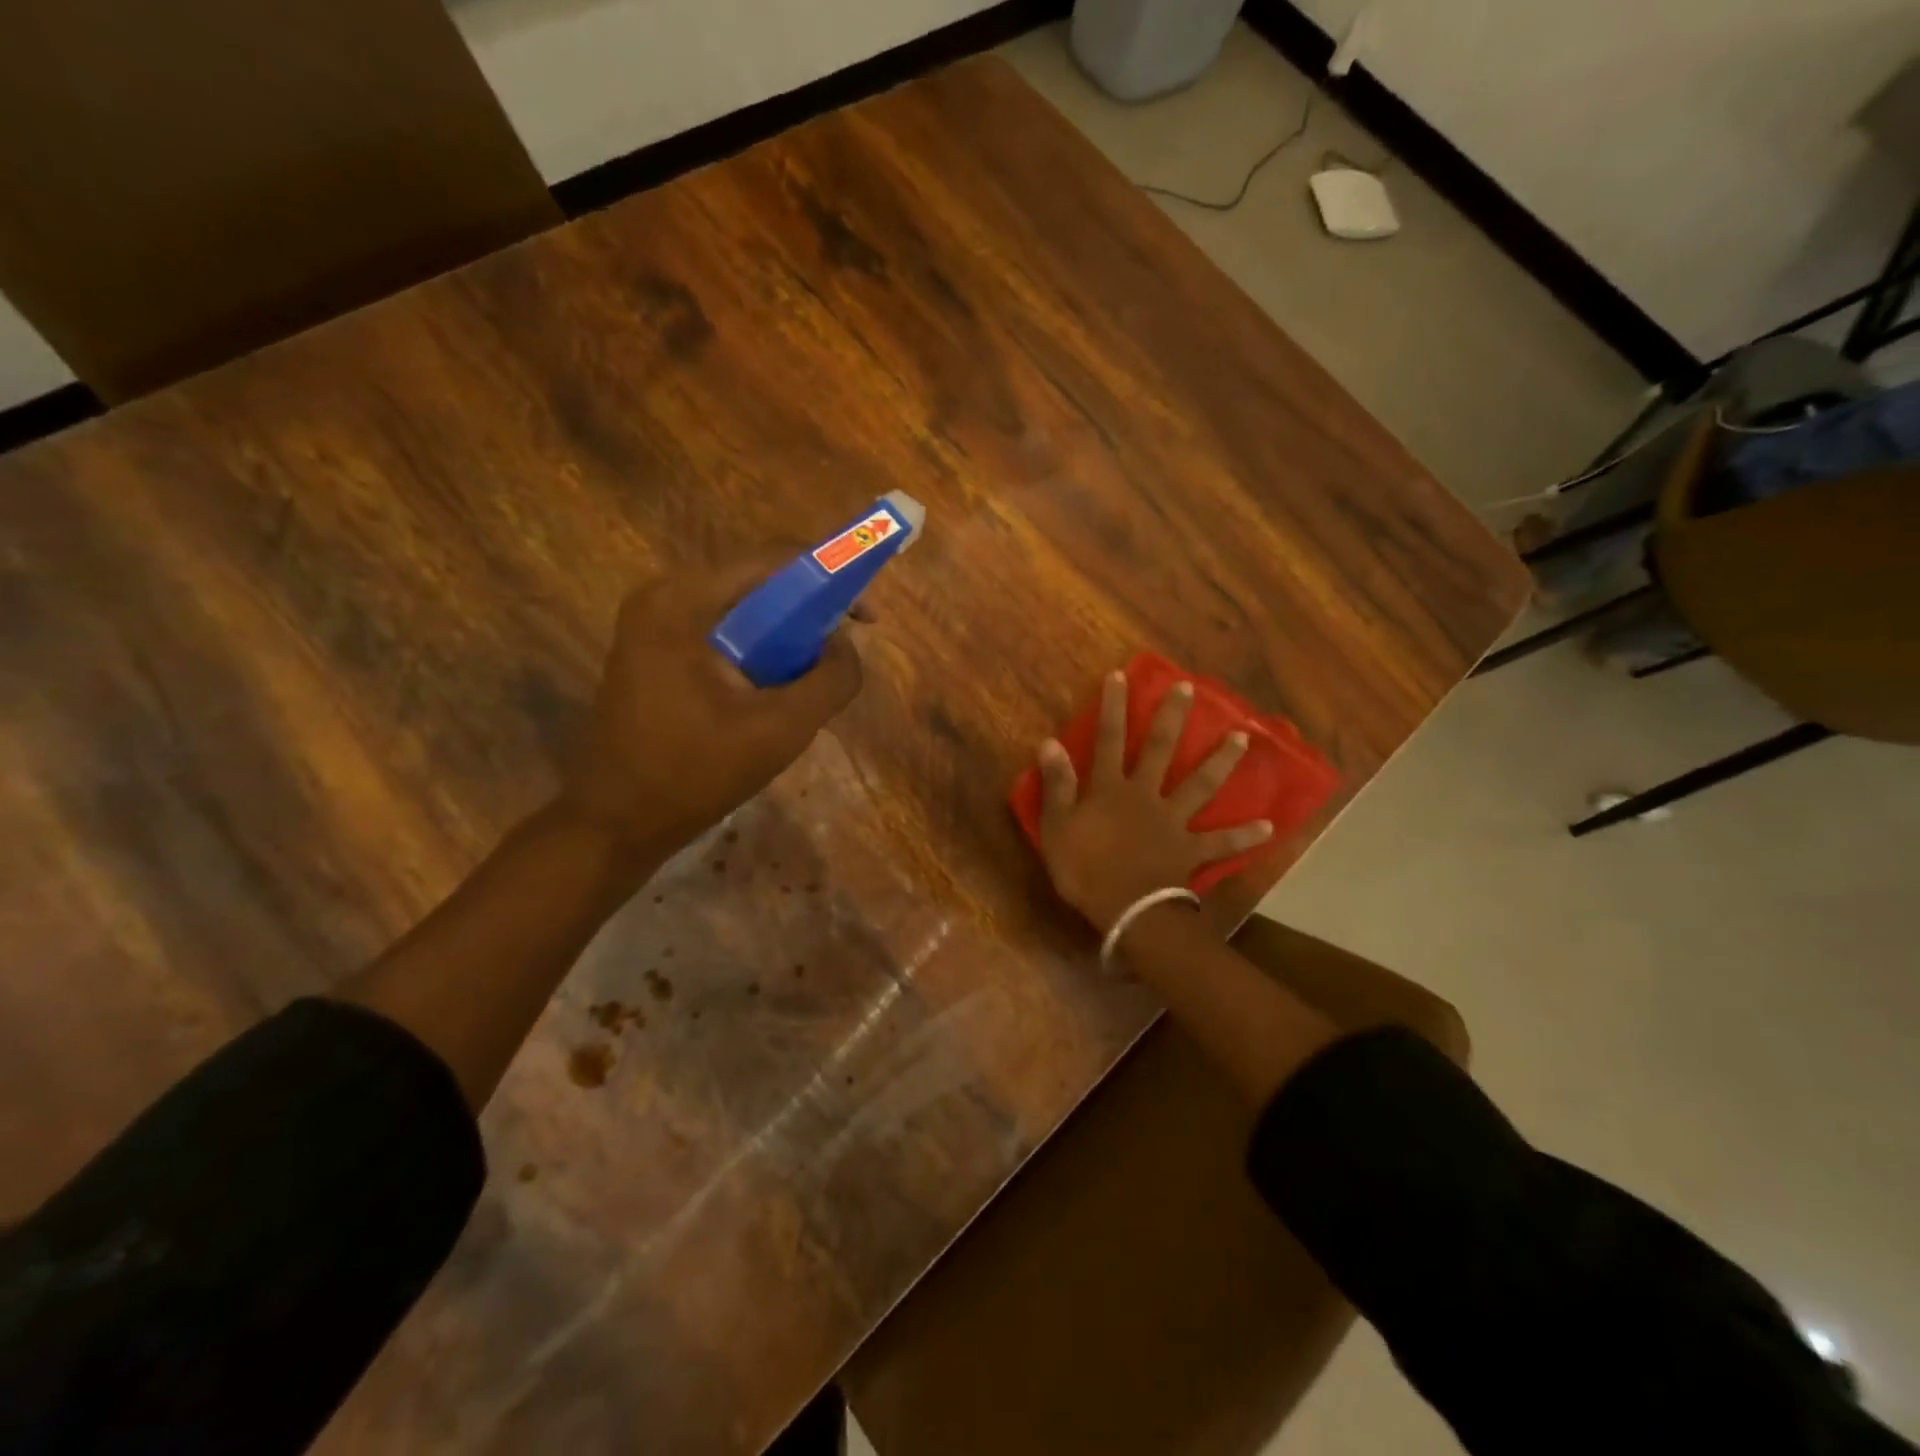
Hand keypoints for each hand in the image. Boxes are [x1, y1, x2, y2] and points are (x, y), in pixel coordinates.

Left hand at [554, 550, 863, 856]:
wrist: (617, 823)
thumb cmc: (696, 774)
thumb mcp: (782, 728)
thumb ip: (831, 679)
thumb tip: (845, 645)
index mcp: (684, 600)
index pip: (775, 559)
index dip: (832, 578)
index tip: (867, 618)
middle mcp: (663, 597)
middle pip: (757, 583)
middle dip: (809, 612)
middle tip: (841, 653)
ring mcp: (652, 624)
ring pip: (742, 611)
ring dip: (784, 636)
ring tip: (810, 678)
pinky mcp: (652, 651)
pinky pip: (721, 633)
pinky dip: (756, 651)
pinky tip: (771, 690)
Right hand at [1035, 672, 1272, 931]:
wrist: (1126, 911)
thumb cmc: (1084, 869)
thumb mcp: (1057, 827)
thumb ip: (1057, 785)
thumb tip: (1050, 742)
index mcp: (1111, 789)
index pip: (1109, 739)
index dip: (1113, 707)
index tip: (1121, 675)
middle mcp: (1146, 795)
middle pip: (1162, 750)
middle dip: (1172, 717)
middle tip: (1189, 688)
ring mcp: (1173, 822)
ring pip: (1201, 785)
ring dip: (1221, 760)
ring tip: (1243, 736)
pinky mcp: (1191, 850)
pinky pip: (1221, 842)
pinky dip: (1244, 835)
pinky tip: (1269, 826)